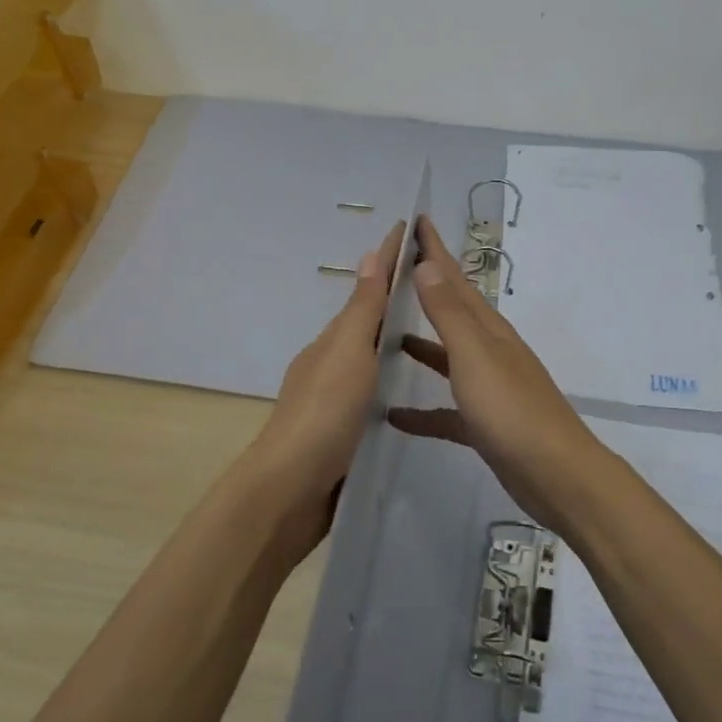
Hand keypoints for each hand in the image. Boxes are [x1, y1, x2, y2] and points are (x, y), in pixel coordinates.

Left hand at [245, 220, 406, 557]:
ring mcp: (335, 400)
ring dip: (393, 338)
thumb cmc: (323, 415)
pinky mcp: (343, 432)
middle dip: (395, 297)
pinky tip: (407, 390)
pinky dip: (390, 377)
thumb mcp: (348, 355)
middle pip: (367, 321)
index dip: (389, 260)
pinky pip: (373, 391)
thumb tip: (370, 254)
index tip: (411, 229)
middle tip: (433, 281)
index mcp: (333, 341)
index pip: (367, 290)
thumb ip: (362, 311)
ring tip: (429, 330)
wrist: (289, 492)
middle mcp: (332, 364)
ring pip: (370, 357)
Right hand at [387, 215, 604, 530]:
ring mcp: (489, 388)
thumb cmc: (511, 410)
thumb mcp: (474, 356)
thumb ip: (449, 314)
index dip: (435, 250)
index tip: (417, 221)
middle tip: (395, 270)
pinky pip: (446, 410)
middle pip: (452, 312)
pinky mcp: (484, 424)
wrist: (555, 474)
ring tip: (388, 335)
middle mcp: (489, 351)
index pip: (455, 279)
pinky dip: (422, 409)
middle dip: (427, 288)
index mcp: (488, 329)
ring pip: (448, 357)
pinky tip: (394, 414)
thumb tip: (428, 265)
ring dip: (422, 345)